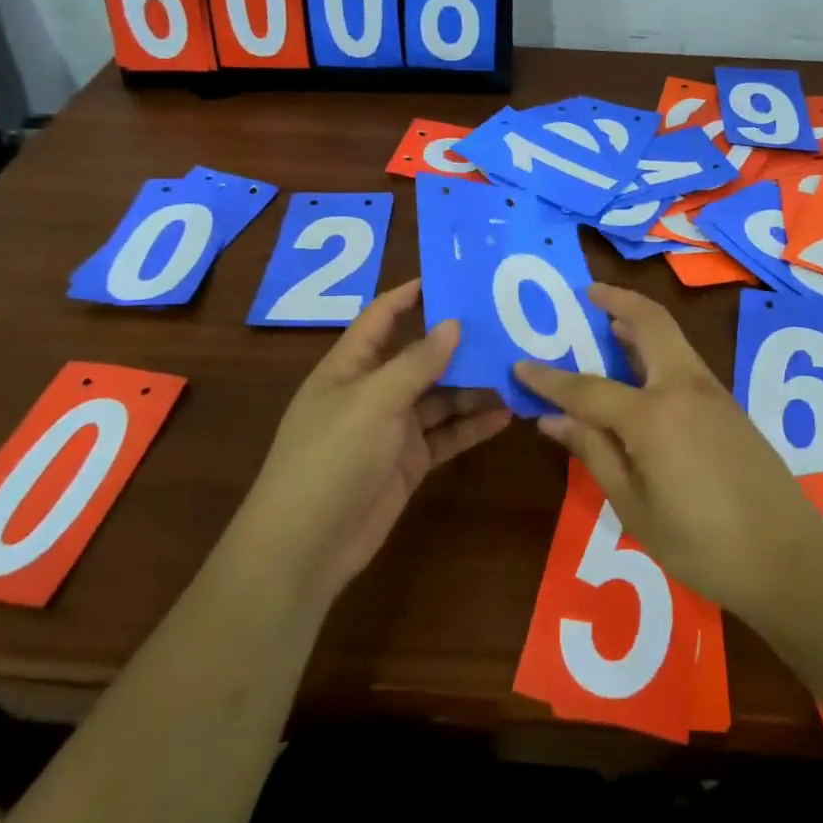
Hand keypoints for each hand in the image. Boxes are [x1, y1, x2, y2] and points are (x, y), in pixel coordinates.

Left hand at [231, 280, 511, 607]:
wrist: (306, 545)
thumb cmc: (332, 456)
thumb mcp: (375, 400)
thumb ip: (417, 362)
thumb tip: (453, 323)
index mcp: (350, 366)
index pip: (382, 317)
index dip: (411, 295)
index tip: (452, 276)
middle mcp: (372, 391)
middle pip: (419, 357)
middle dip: (458, 344)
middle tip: (505, 325)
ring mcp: (391, 429)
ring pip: (439, 398)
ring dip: (473, 387)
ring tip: (516, 370)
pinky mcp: (408, 462)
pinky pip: (446, 435)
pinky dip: (472, 426)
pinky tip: (506, 416)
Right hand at [513, 284, 822, 622]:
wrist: (789, 559)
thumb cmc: (702, 544)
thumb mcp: (634, 507)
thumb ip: (593, 453)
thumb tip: (551, 419)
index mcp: (653, 415)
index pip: (587, 388)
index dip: (549, 379)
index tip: (519, 365)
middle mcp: (683, 388)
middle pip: (649, 323)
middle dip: (617, 300)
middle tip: (588, 293)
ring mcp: (712, 392)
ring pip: (672, 336)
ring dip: (639, 321)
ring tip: (609, 321)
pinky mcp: (729, 405)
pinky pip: (684, 359)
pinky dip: (658, 347)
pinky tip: (642, 368)